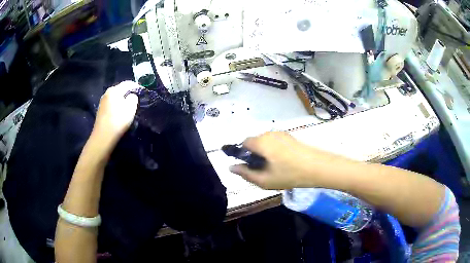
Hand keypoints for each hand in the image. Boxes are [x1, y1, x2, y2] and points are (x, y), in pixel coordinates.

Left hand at [92, 81, 139, 146]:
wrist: (103, 136)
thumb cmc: (118, 120)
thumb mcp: (131, 108)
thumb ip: (133, 98)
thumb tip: (131, 96)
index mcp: (114, 90)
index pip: (127, 83)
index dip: (136, 86)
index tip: (143, 91)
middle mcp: (107, 93)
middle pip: (120, 89)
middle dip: (128, 92)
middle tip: (136, 98)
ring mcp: (102, 102)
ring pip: (115, 97)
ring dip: (122, 100)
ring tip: (128, 106)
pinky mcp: (101, 110)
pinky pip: (111, 104)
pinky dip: (117, 105)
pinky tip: (119, 112)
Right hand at [229, 132, 341, 189]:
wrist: (318, 167)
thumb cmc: (289, 174)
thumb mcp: (264, 180)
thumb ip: (245, 173)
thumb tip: (231, 167)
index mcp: (261, 142)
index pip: (244, 143)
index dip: (243, 154)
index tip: (250, 167)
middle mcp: (269, 133)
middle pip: (255, 142)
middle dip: (255, 154)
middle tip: (263, 170)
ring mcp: (282, 134)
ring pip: (266, 142)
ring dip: (265, 153)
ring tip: (275, 168)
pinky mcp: (290, 136)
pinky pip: (275, 142)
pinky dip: (274, 151)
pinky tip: (284, 162)